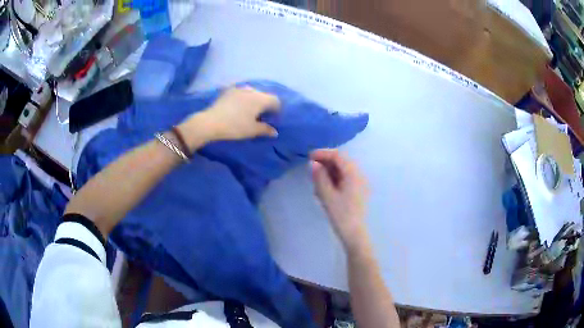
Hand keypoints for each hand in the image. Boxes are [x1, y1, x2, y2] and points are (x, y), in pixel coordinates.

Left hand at [178, 86, 279, 148]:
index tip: (273, 119)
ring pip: (252, 92)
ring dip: (254, 100)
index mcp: (260, 99)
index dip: (277, 109)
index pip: (275, 100)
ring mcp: (239, 89)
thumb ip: (265, 129)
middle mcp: (252, 90)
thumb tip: (275, 132)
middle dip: (265, 104)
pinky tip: (238, 106)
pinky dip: (243, 98)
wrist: (211, 122)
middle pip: (264, 95)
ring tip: (249, 110)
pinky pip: (241, 92)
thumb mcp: (252, 130)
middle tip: (261, 116)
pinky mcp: (228, 90)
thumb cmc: (235, 126)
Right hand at [311, 149, 369, 252]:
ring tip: (316, 179)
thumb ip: (320, 177)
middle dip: (326, 161)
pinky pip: (346, 178)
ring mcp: (360, 183)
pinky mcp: (358, 190)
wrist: (355, 234)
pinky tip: (325, 187)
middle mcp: (359, 175)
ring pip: (343, 169)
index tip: (309, 157)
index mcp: (353, 174)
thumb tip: (313, 163)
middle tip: (311, 167)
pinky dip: (335, 178)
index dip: (323, 153)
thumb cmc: (341, 215)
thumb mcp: (327, 195)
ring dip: (330, 170)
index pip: (338, 156)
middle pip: (342, 161)